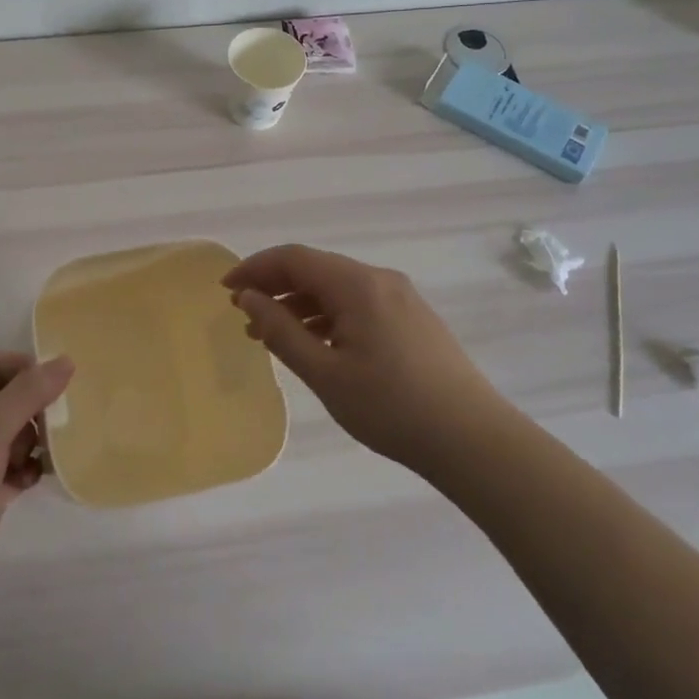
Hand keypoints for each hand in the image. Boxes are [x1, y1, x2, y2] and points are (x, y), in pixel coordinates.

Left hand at [0, 350, 73, 615]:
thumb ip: (28, 393)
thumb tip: (66, 360)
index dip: (19, 365)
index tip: (51, 381)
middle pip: (9, 399)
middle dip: (37, 404)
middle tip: (61, 417)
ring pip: (17, 435)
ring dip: (39, 437)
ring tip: (53, 448)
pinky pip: (19, 469)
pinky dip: (32, 469)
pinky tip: (41, 477)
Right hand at [223, 245, 498, 472]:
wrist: (473, 440)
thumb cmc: (391, 407)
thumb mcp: (325, 373)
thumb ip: (280, 331)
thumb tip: (248, 299)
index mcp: (357, 284)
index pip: (294, 258)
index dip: (255, 268)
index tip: (225, 290)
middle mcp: (379, 279)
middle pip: (315, 269)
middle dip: (275, 285)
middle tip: (243, 312)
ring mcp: (401, 298)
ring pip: (337, 287)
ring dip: (300, 303)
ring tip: (271, 334)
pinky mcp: (413, 319)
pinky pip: (358, 303)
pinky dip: (328, 316)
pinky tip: (315, 343)